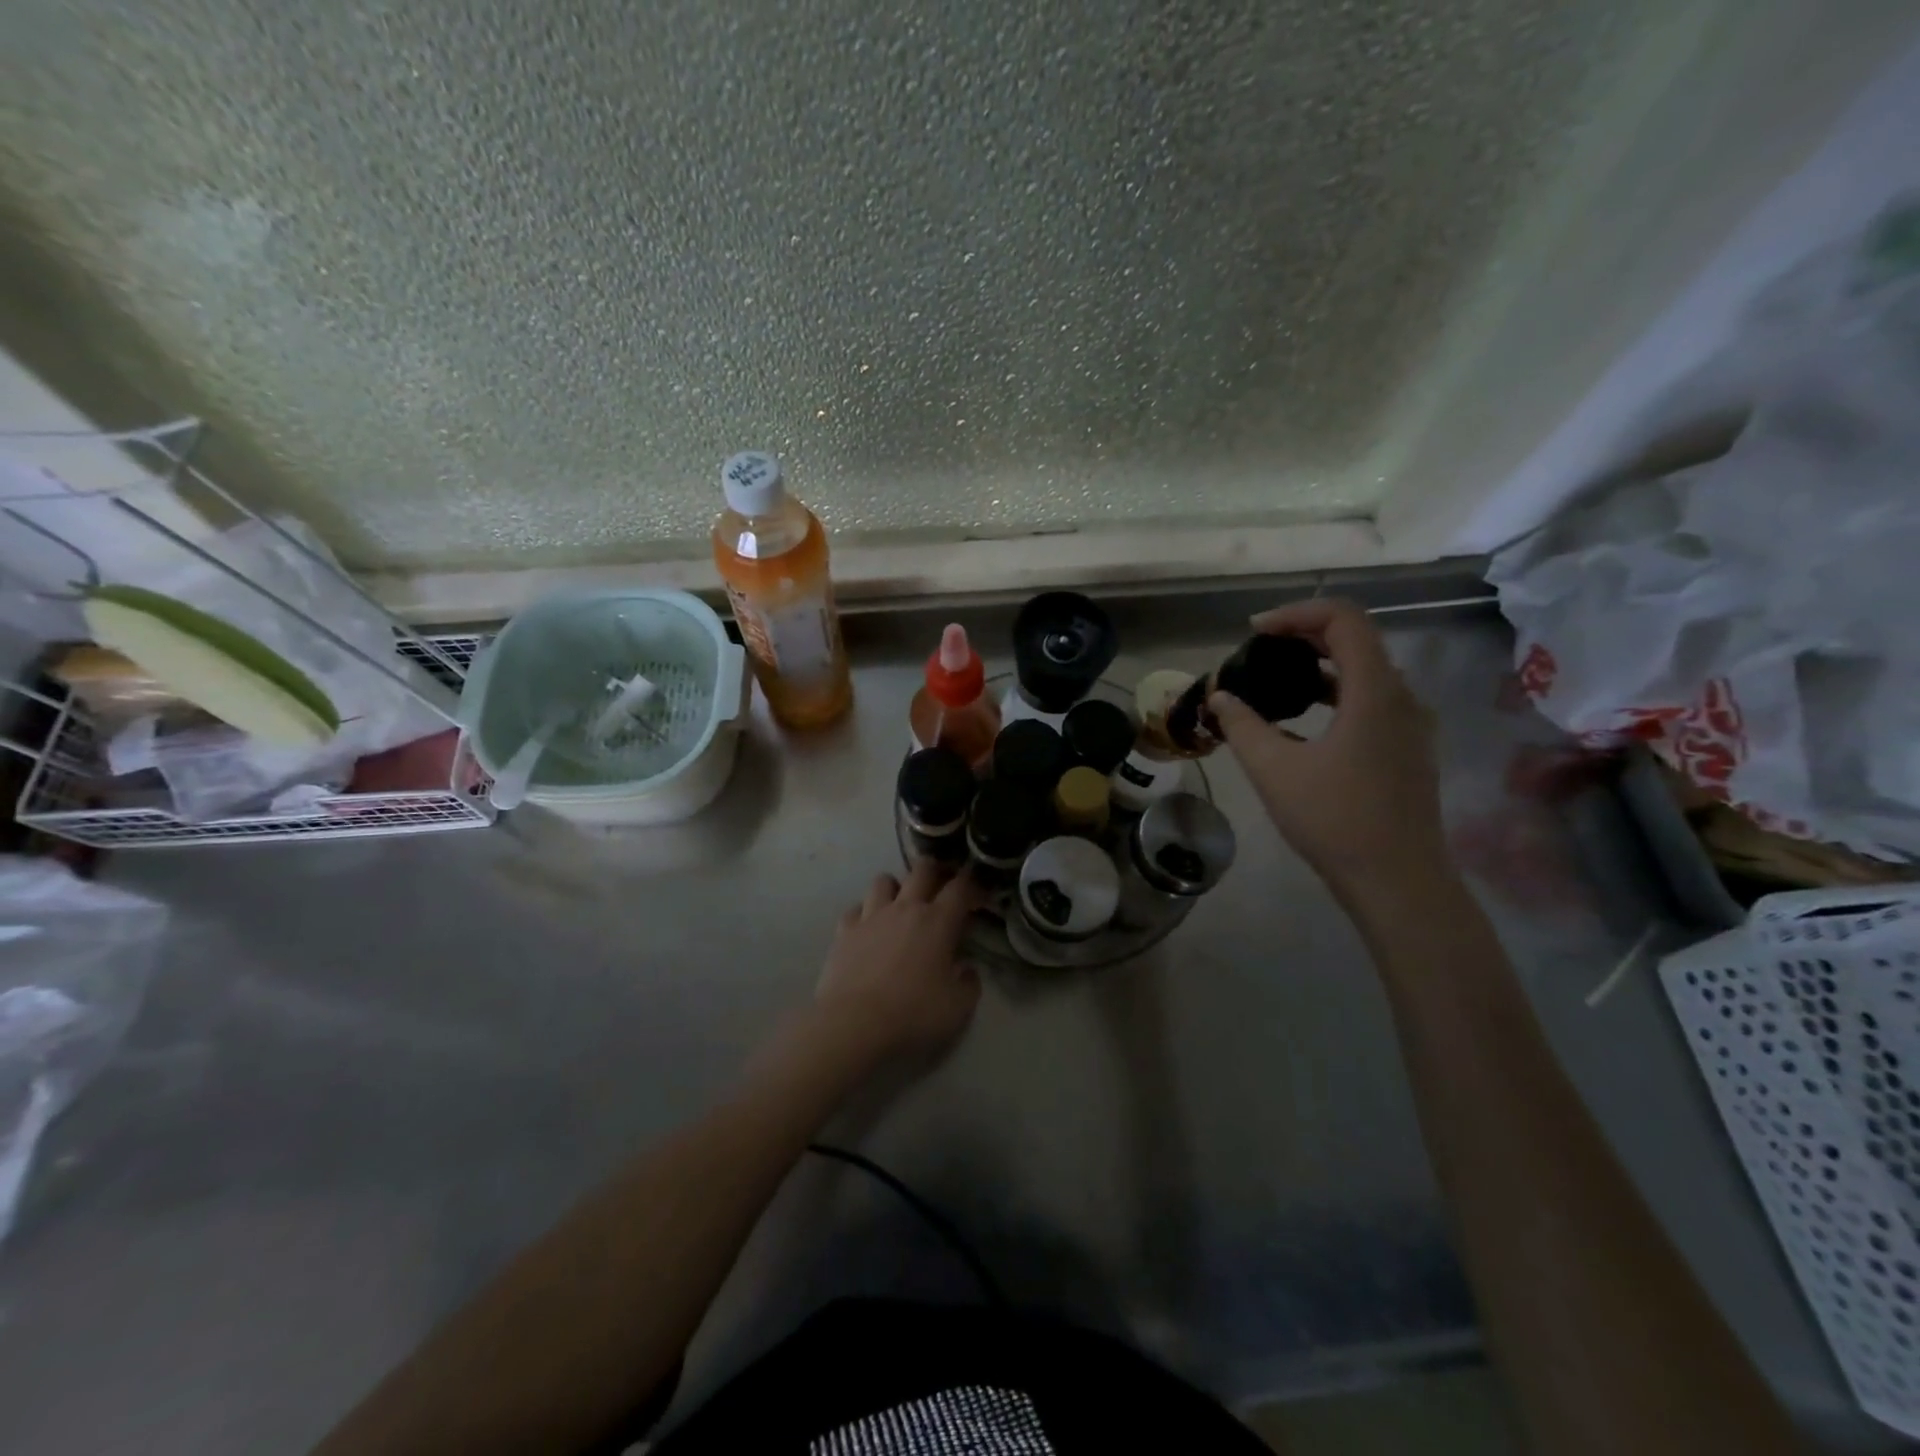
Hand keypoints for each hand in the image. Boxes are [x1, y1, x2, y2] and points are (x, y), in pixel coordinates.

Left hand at [811, 860, 983, 1069]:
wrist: (854, 1024)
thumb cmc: (913, 1014)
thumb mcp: (958, 1007)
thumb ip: (969, 983)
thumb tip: (967, 969)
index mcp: (937, 922)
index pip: (960, 888)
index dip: (972, 882)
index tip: (978, 889)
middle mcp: (905, 909)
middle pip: (922, 870)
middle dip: (935, 869)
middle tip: (940, 882)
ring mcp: (871, 916)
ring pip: (883, 880)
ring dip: (895, 886)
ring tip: (899, 902)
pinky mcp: (844, 931)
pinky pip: (855, 908)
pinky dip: (864, 912)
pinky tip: (868, 926)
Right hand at [1209, 598, 1448, 904]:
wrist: (1398, 881)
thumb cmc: (1335, 820)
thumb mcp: (1274, 770)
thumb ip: (1242, 726)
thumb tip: (1218, 697)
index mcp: (1375, 692)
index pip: (1344, 619)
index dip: (1296, 614)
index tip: (1254, 632)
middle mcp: (1401, 697)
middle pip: (1356, 639)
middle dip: (1304, 635)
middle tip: (1259, 650)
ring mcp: (1410, 725)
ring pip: (1365, 671)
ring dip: (1320, 664)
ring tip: (1275, 679)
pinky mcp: (1407, 749)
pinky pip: (1371, 699)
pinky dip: (1335, 692)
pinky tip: (1302, 720)